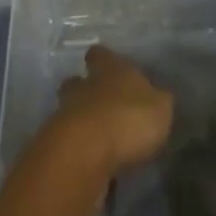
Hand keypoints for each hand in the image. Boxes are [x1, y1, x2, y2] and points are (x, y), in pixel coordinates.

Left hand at [50, 45, 172, 179]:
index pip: (100, 55)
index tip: (106, 65)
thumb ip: (157, 101)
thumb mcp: (160, 108)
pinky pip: (66, 142)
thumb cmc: (129, 118)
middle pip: (76, 81)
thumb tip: (157, 97)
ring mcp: (64, 115)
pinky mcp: (54, 145)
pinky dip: (76, 149)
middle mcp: (84, 86)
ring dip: (80, 121)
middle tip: (99, 103)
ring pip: (68, 111)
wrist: (84, 153)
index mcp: (110, 69)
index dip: (102, 59)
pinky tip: (90, 161)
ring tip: (97, 137)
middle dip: (84, 89)